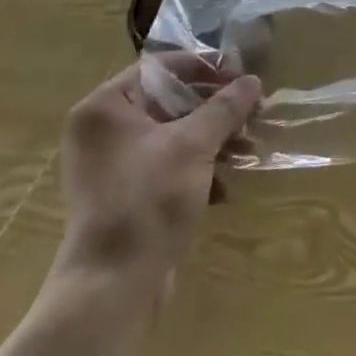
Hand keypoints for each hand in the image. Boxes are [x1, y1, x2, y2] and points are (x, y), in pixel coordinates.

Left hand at [53, 56, 262, 298]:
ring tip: (248, 150)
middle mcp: (102, 131)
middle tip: (253, 114)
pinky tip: (226, 188)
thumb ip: (225, 107)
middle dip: (215, 110)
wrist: (112, 287)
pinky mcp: (124, 197)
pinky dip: (197, 170)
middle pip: (170, 102)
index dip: (206, 68)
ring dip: (213, 141)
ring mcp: (111, 166)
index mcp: (106, 107)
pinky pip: (167, 167)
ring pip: (173, 136)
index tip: (243, 78)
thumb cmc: (148, 200)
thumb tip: (253, 80)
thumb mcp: (194, 144)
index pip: (162, 68)